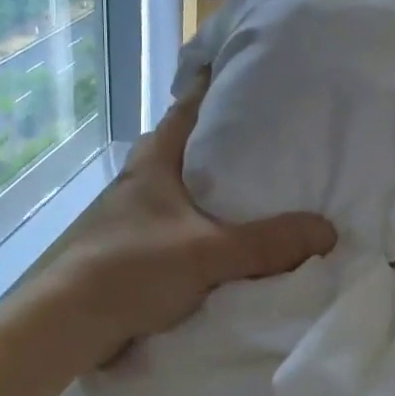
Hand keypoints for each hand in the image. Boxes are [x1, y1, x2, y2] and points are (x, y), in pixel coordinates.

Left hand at [36, 73, 335, 367]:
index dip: (212, 86)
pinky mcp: (128, 247)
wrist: (67, 323)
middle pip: (183, 146)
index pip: (187, 108)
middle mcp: (139, 179)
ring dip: (207, 184)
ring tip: (253, 187)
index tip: (245, 72)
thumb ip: (267, 244)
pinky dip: (198, 222)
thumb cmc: (132, 268)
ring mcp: (129, 214)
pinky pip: (173, 222)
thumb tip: (328, 231)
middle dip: (219, 139)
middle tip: (266, 136)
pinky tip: (222, 236)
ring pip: (177, 186)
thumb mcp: (208, 253)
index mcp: (155, 161)